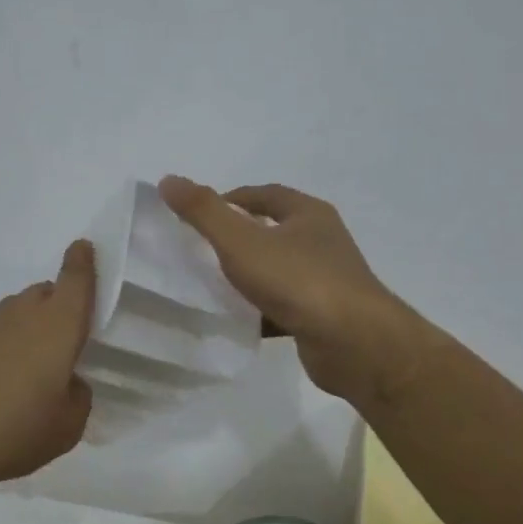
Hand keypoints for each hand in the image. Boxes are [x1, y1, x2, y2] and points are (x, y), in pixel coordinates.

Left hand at [0, 241, 96, 496]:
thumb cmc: (15, 431)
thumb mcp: (68, 426)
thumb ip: (78, 396)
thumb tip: (67, 383)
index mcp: (57, 325)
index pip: (74, 280)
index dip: (82, 262)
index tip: (84, 248)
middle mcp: (22, 316)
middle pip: (45, 293)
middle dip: (59, 304)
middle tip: (67, 339)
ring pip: (18, 314)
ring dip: (31, 328)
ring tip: (34, 370)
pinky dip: (4, 349)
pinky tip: (0, 386)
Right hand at [159, 177, 428, 403]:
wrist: (353, 343)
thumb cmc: (298, 281)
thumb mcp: (242, 241)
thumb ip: (204, 212)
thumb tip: (168, 180)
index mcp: (308, 214)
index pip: (264, 195)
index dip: (230, 200)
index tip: (199, 216)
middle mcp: (323, 241)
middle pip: (274, 231)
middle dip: (239, 238)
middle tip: (201, 250)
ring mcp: (327, 280)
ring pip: (279, 270)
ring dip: (250, 275)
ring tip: (213, 285)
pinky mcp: (325, 316)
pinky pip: (285, 306)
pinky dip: (261, 310)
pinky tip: (239, 321)